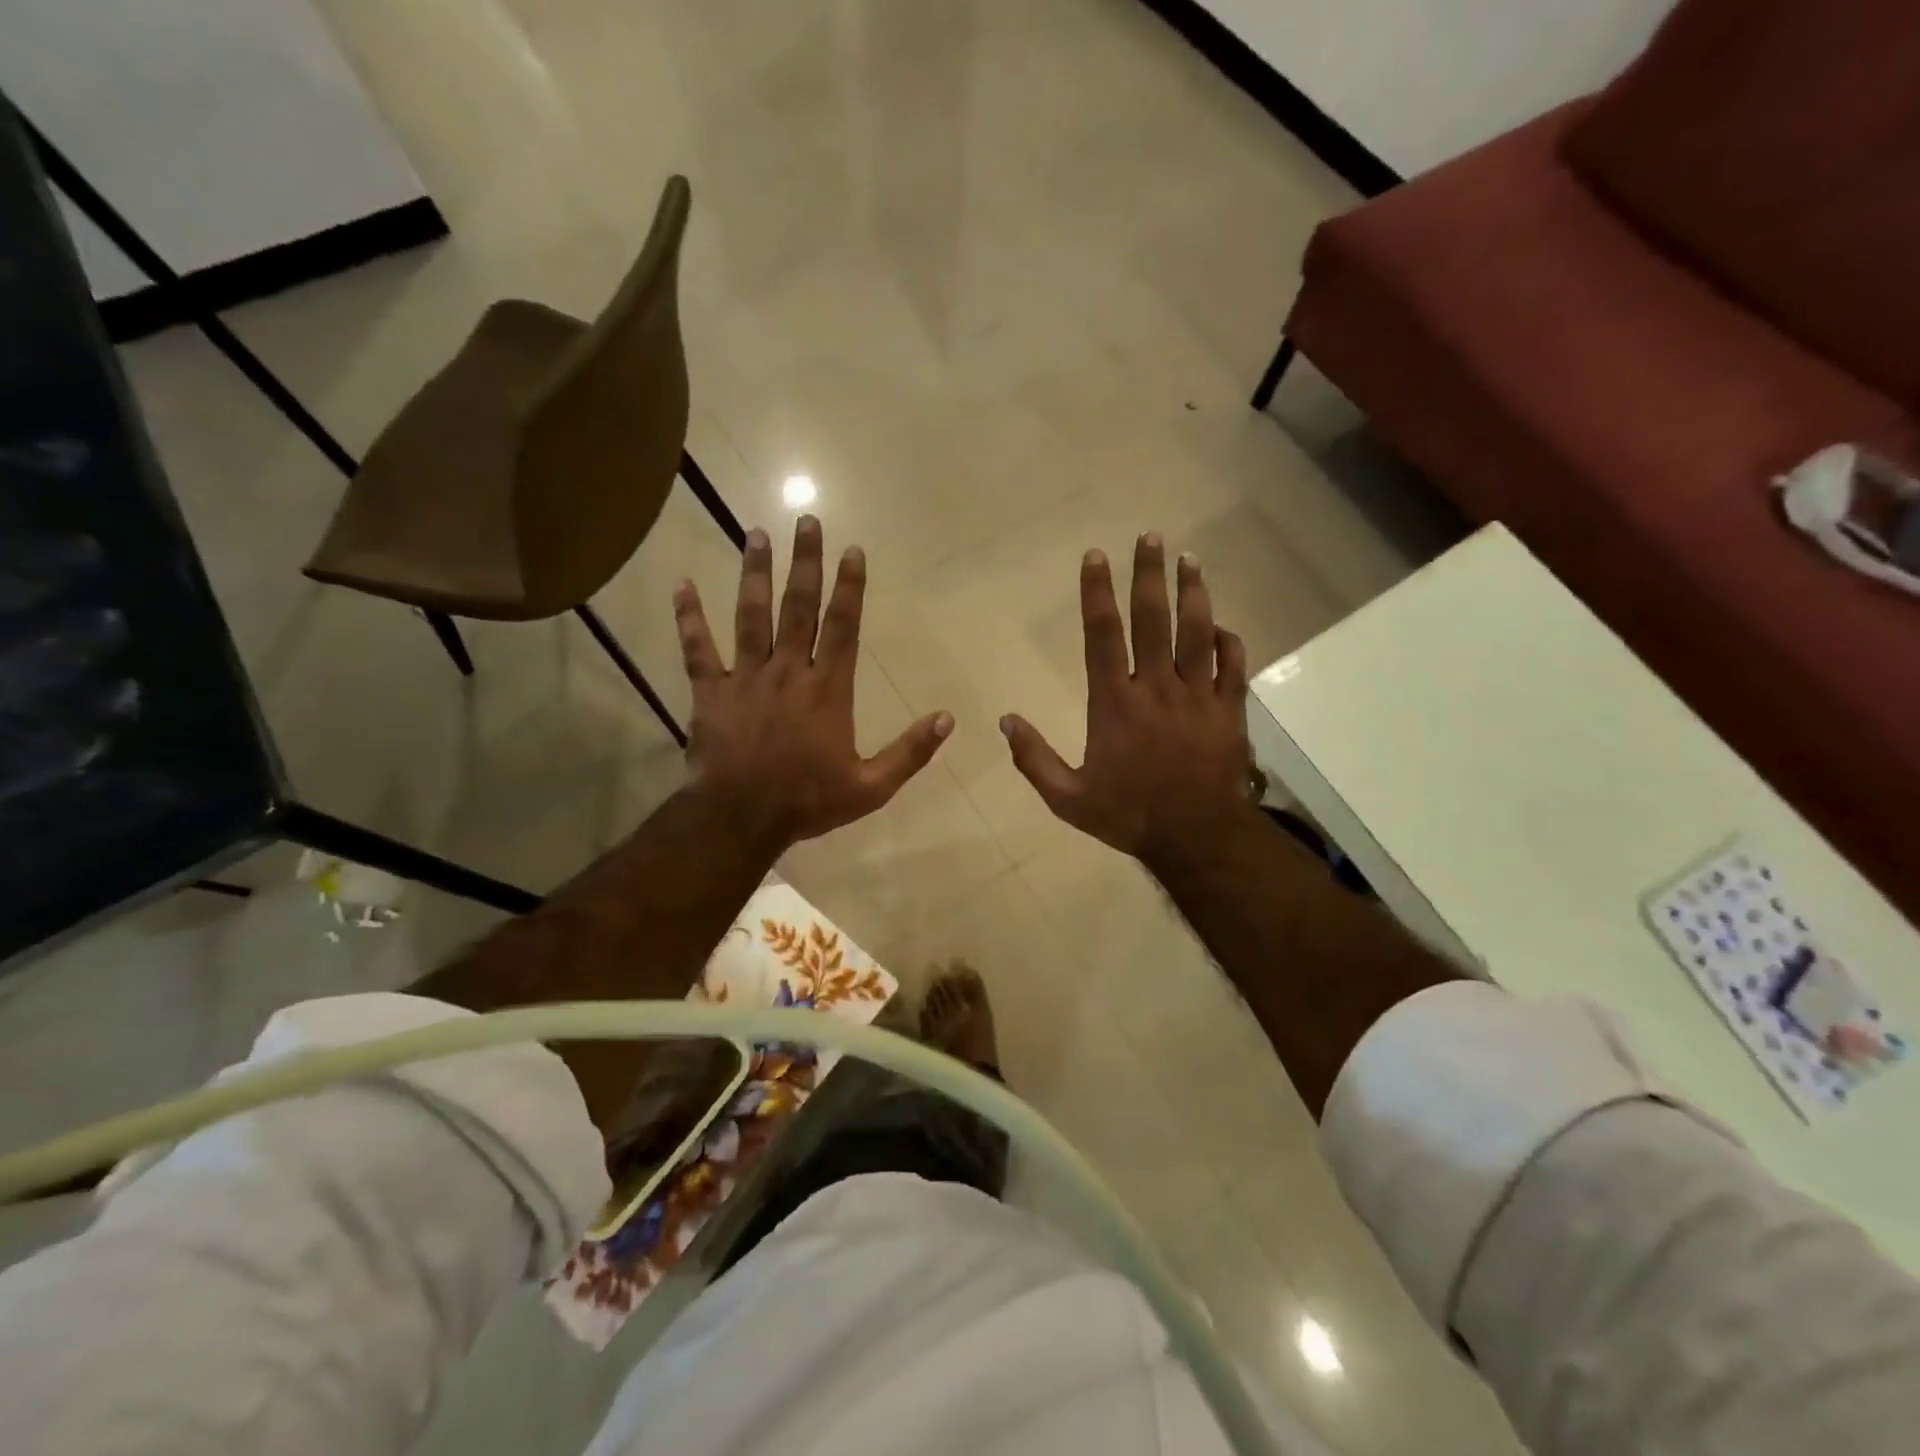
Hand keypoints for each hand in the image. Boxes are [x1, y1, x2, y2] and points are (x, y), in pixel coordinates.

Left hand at [674, 516, 951, 844]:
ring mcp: (745, 678)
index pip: (843, 628)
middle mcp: (788, 671)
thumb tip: (947, 719)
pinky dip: (688, 617)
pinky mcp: (709, 692)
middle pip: (798, 607)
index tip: (852, 550)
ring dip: (754, 573)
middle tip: (806, 520)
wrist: (741, 818)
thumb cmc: (808, 801)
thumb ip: (910, 752)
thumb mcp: (871, 787)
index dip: (849, 587)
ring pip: (750, 616)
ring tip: (755, 533)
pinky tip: (681, 584)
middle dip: (805, 562)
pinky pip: (697, 649)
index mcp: (828, 690)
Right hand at [1001, 533, 1252, 864]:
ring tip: (1189, 559)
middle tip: (1150, 537)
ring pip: (1198, 632)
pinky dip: (1228, 641)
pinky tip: (1221, 626)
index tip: (1096, 557)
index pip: (1103, 635)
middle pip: (1153, 619)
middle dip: (1149, 575)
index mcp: (1115, 703)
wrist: (1197, 838)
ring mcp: (1199, 696)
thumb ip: (1034, 759)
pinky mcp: (1230, 711)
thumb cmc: (1128, 815)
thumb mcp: (1068, 798)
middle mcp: (1157, 688)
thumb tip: (1005, 721)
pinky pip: (1233, 666)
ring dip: (1193, 593)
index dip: (1097, 593)